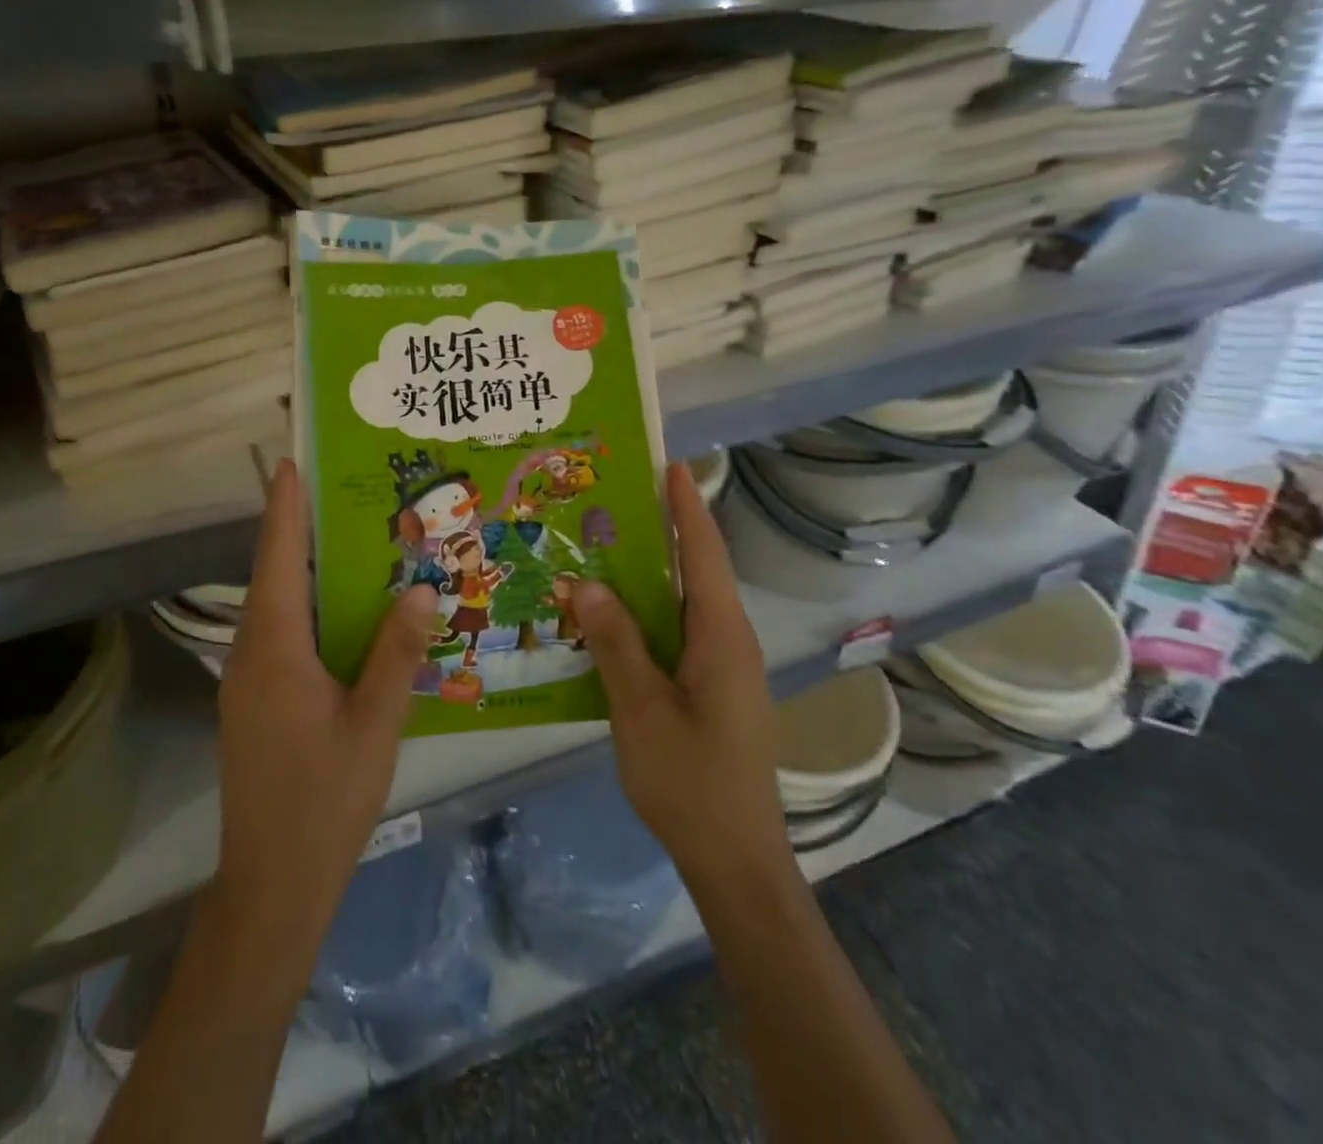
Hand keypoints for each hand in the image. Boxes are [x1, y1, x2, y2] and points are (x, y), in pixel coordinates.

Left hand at [215, 459, 438, 948]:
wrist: (274, 881)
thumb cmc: (326, 797)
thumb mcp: (375, 721)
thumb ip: (396, 651)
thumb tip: (423, 588)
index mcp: (274, 647)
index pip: (278, 558)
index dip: (284, 507)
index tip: (292, 463)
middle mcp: (251, 652)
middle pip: (272, 575)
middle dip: (297, 529)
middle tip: (340, 493)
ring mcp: (247, 680)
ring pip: (275, 607)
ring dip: (302, 570)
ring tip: (348, 540)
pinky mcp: (254, 702)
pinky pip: (279, 635)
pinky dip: (305, 608)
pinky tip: (341, 613)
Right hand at [574, 463, 796, 902]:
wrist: (735, 858)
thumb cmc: (691, 780)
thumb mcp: (641, 707)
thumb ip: (615, 641)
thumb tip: (588, 582)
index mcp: (721, 635)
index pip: (705, 553)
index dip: (688, 506)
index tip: (669, 463)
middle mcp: (727, 640)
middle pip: (694, 572)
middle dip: (662, 531)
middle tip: (612, 500)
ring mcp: (721, 667)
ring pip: (682, 604)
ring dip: (647, 575)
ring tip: (600, 547)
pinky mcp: (709, 688)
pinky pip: (674, 633)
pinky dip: (644, 614)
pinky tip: (607, 616)